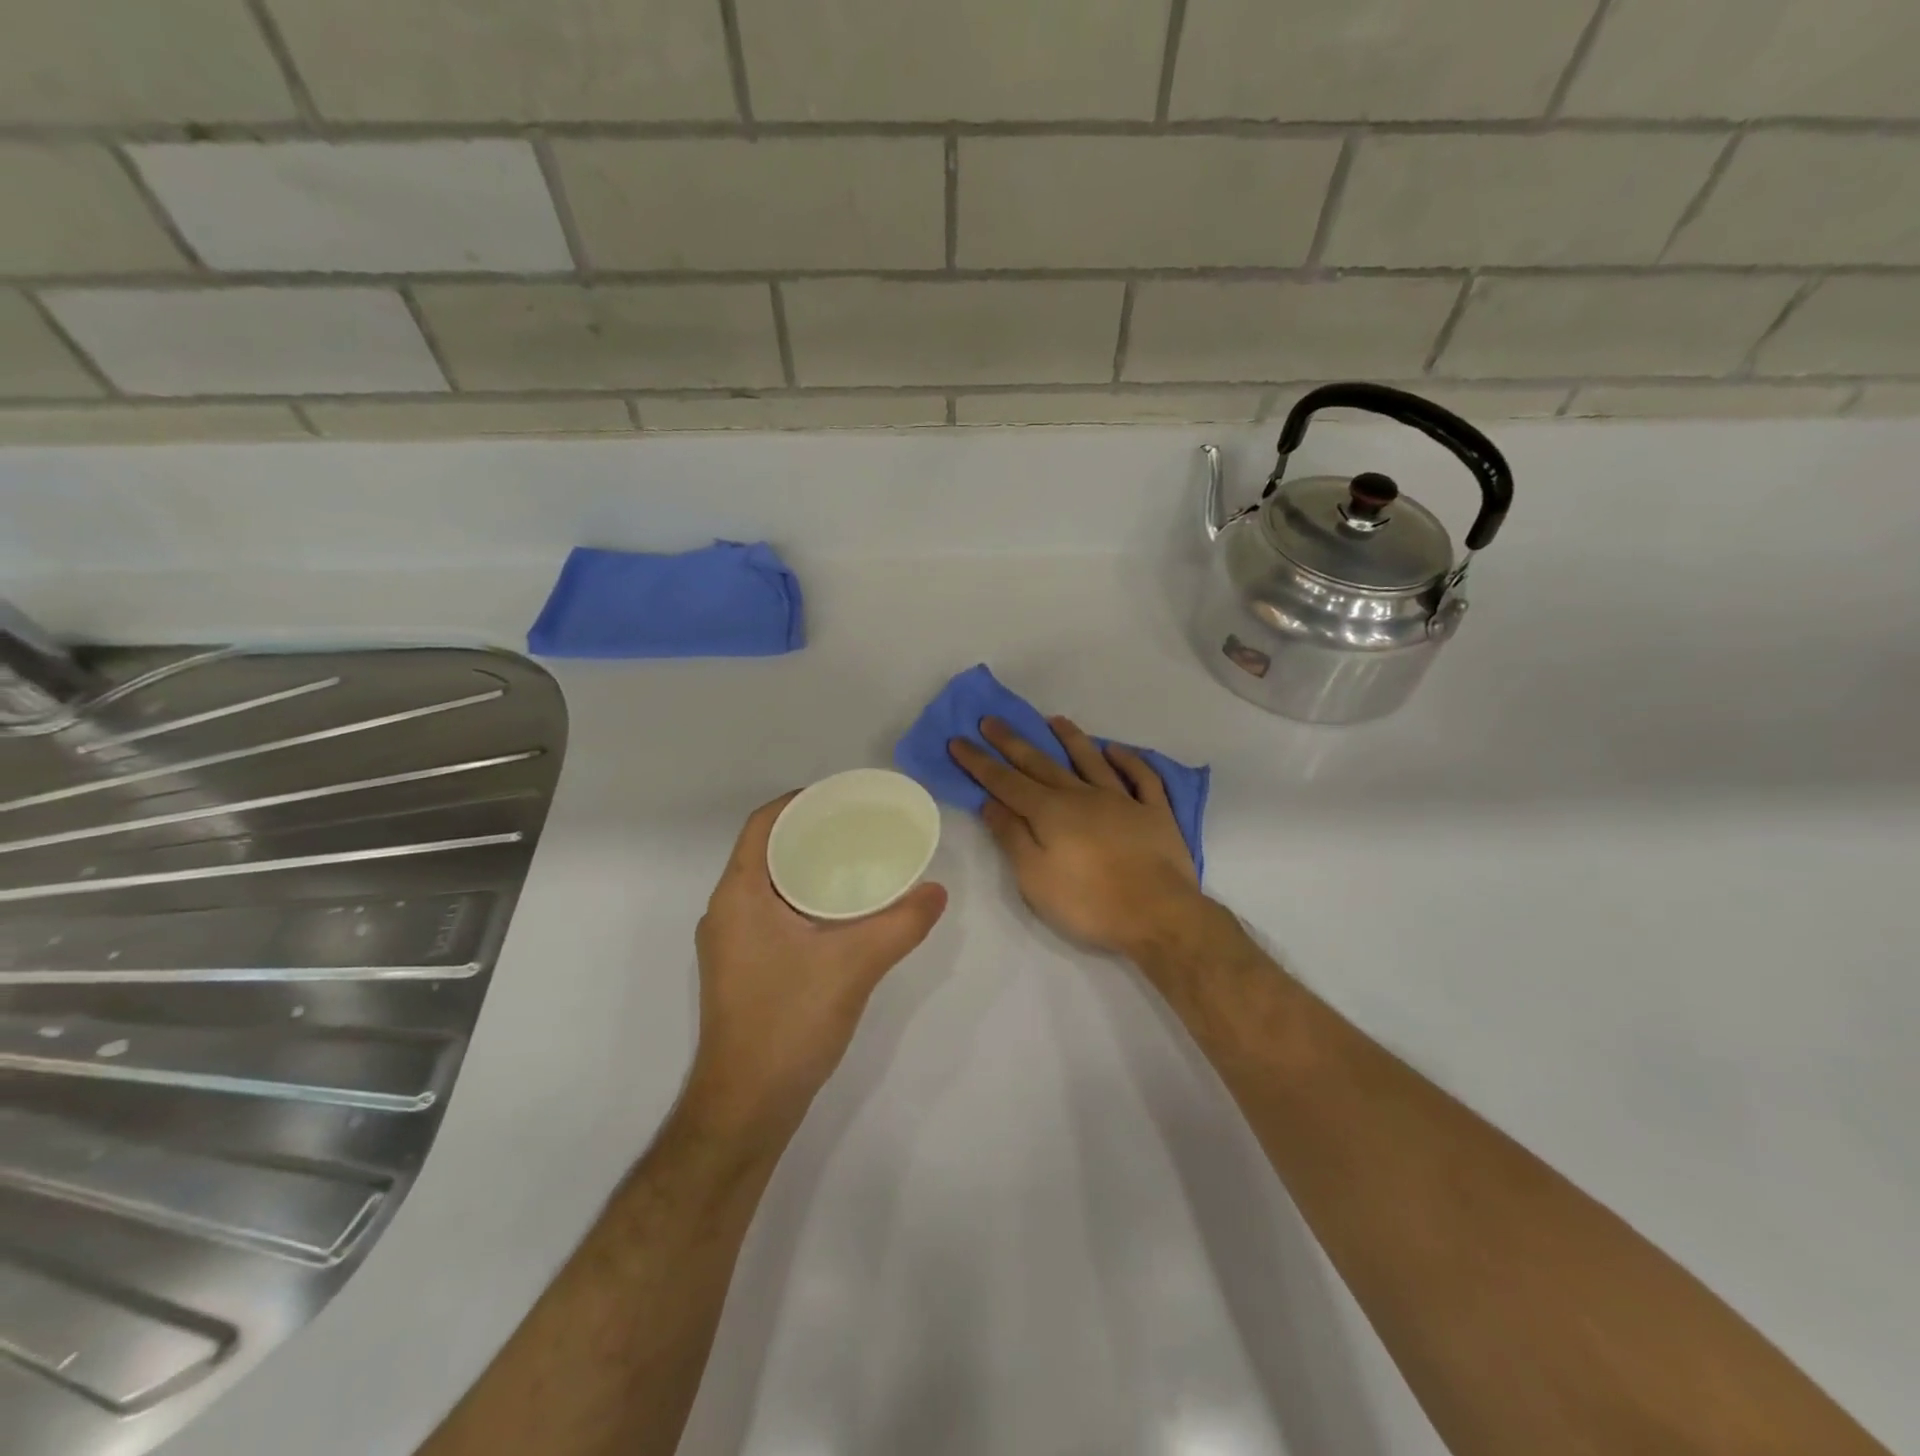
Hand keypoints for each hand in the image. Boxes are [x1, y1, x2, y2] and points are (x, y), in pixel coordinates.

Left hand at [687, 794, 947, 1138]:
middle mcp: (726, 912)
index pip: (762, 825)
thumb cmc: (788, 1023)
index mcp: (738, 896)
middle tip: (861, 827)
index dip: (799, 802)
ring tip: (857, 862)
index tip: (842, 798)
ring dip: (808, 868)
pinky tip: (842, 913)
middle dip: (811, 833)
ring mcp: (731, 944)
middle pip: (767, 851)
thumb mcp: (854, 966)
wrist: (746, 1108)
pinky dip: (804, 899)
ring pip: (770, 886)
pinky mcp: (742, 969)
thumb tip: (937, 891)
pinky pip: (773, 913)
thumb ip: (900, 924)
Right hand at [950, 716, 1203, 957]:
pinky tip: (1116, 750)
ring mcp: (1122, 799)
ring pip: (1091, 760)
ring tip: (1054, 720)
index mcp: (1050, 812)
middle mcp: (1082, 795)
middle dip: (1012, 741)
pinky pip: (1141, 777)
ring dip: (1070, 738)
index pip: (1005, 781)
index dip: (979, 762)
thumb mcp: (1035, 877)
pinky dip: (1128, 760)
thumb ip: (1012, 836)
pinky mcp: (1154, 812)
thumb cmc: (1088, 903)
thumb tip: (990, 802)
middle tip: (990, 719)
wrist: (1157, 915)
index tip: (958, 740)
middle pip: (1041, 763)